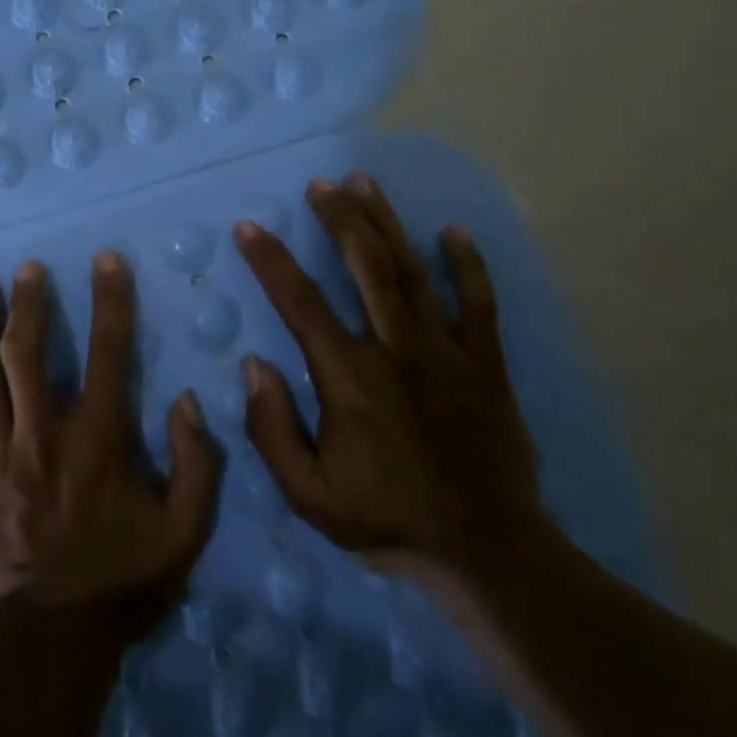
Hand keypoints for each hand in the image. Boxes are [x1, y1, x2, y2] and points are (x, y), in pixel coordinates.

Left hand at [0, 253, 223, 639]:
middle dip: (29, 301)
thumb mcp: (183, 532)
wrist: (51, 643)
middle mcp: (42, 434)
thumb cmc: (120, 581)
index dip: (110, 300)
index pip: (109, 353)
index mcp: (97, 440)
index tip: (106, 260)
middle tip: (26, 267)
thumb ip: (196, 464)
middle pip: (28, 352)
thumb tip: (185, 400)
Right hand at [233, 172, 550, 584]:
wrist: (487, 554)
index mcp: (348, 377)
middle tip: (321, 184)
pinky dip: (468, 265)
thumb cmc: (388, 520)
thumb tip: (255, 364)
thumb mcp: (308, 496)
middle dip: (339, 218)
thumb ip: (272, 430)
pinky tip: (453, 232)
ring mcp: (446, 352)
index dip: (270, 261)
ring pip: (411, 271)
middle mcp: (395, 349)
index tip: (249, 228)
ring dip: (386, 222)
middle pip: (364, 266)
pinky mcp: (486, 364)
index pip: (299, 302)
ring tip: (365, 182)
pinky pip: (479, 303)